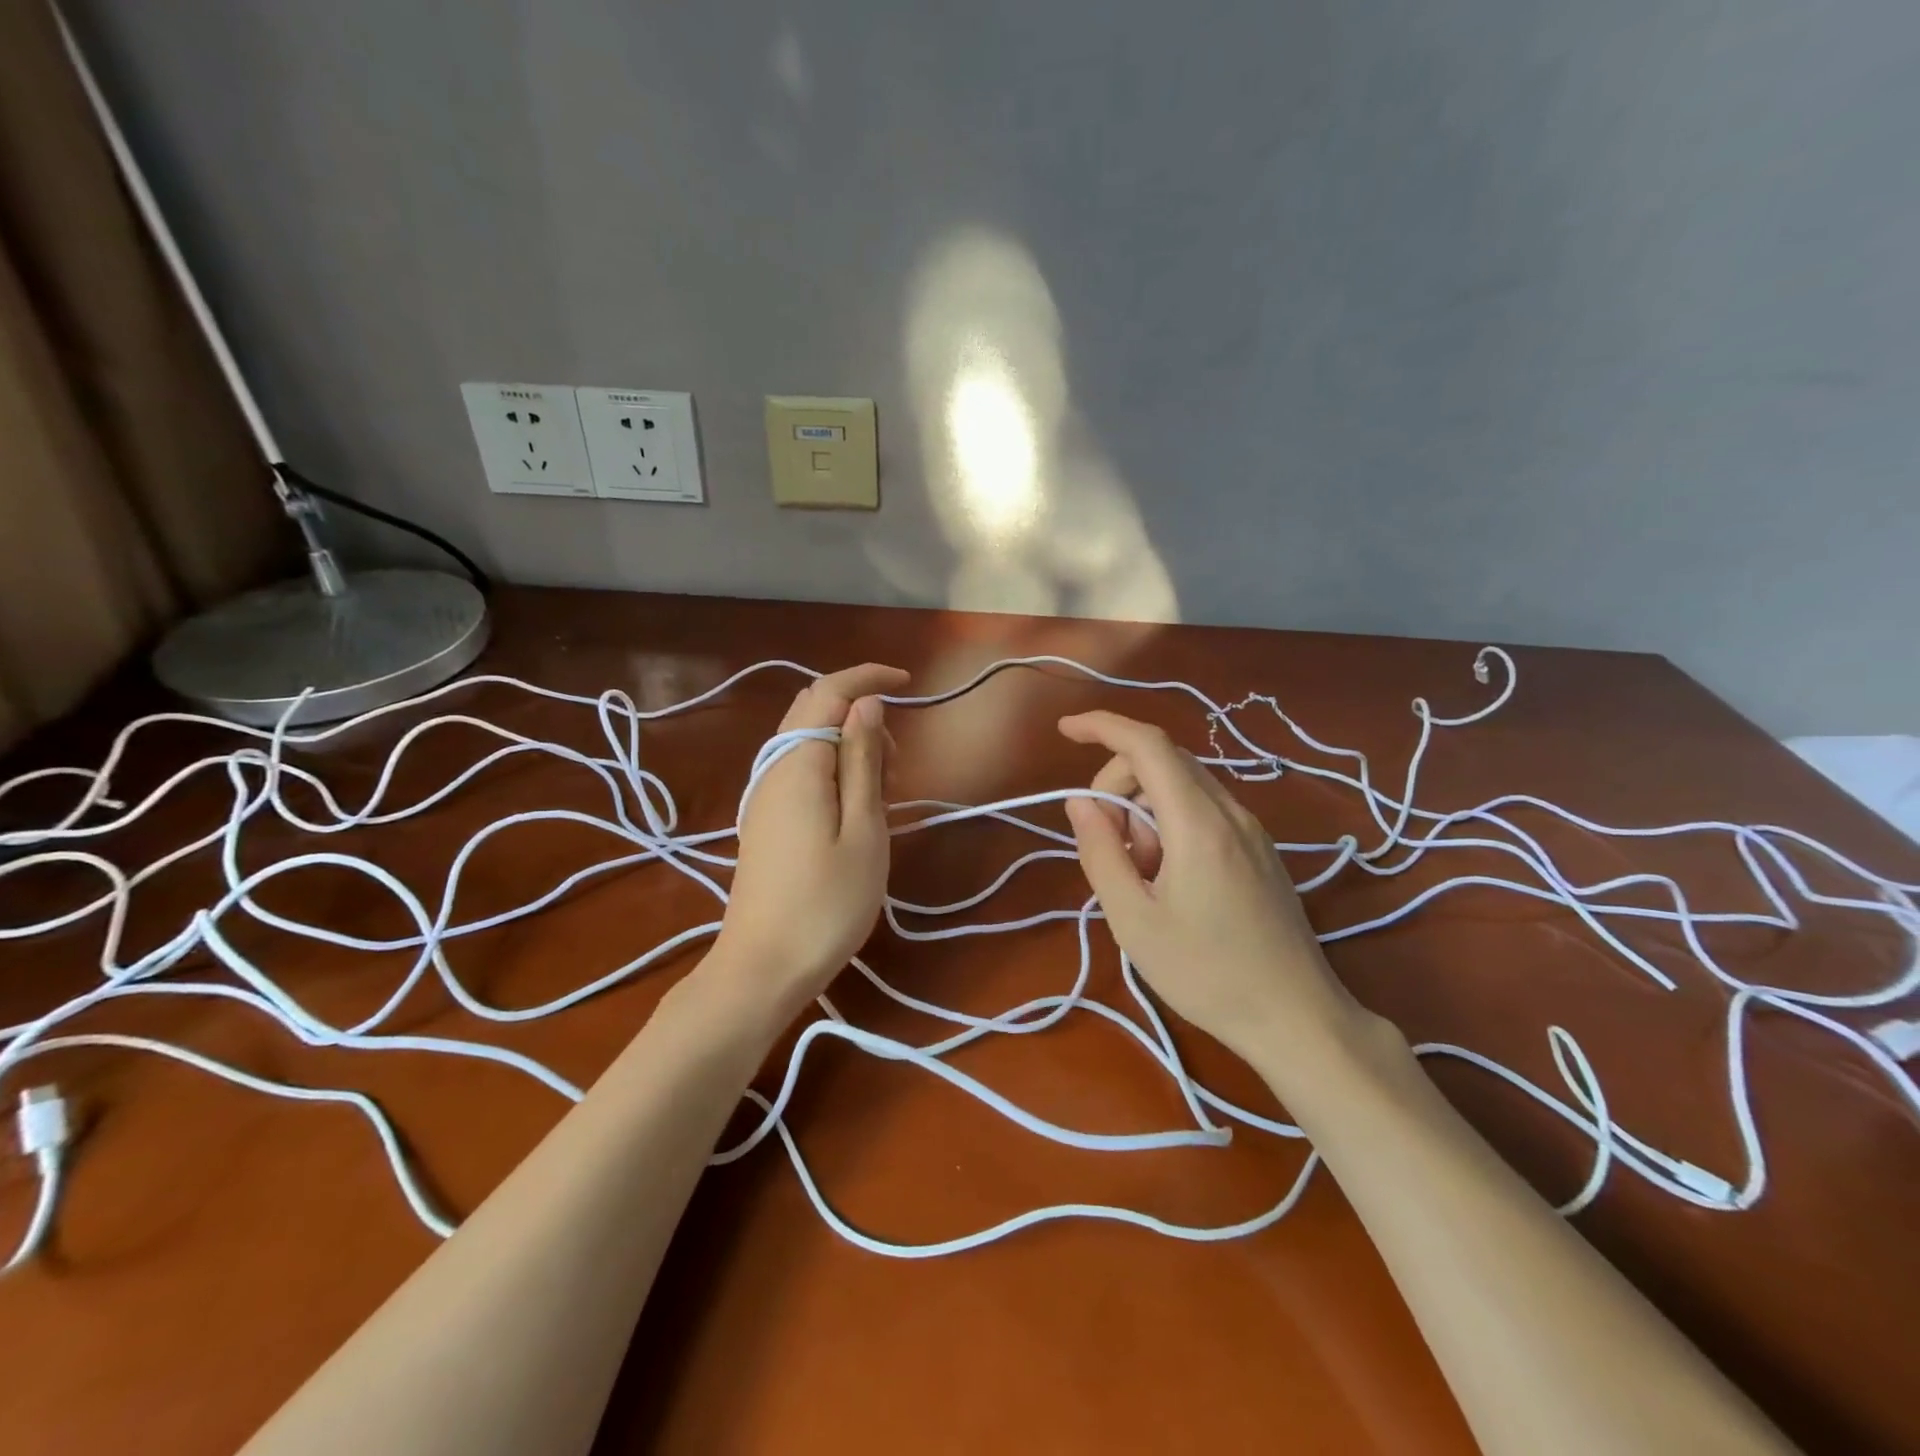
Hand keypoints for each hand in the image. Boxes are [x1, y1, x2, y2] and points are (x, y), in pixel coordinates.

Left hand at [713, 664, 907, 1015]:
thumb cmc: (827, 903)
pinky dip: (832, 768)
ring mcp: (763, 795)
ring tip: (885, 789)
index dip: (867, 676)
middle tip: (898, 761)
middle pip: (812, 710)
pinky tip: (856, 807)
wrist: (762, 968)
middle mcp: (772, 769)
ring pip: (806, 740)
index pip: (828, 691)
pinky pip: (799, 770)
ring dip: (848, 743)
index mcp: (798, 764)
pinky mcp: (764, 820)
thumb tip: (866, 703)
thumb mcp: (864, 830)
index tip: (909, 682)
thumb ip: (863, 760)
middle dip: (859, 713)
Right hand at [1058, 711, 1373, 1078]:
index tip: (1065, 732)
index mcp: (1198, 824)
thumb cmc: (1206, 974)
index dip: (1103, 726)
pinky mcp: (1260, 849)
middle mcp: (1230, 813)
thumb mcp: (1134, 920)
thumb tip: (1080, 803)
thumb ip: (1101, 852)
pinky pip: (1204, 810)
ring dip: (1144, 809)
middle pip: (1163, 762)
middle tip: (1106, 844)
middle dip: (1119, 784)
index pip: (1147, 746)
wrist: (1297, 1017)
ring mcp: (1252, 830)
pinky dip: (1170, 824)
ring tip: (1140, 872)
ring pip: (1183, 786)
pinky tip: (1168, 877)